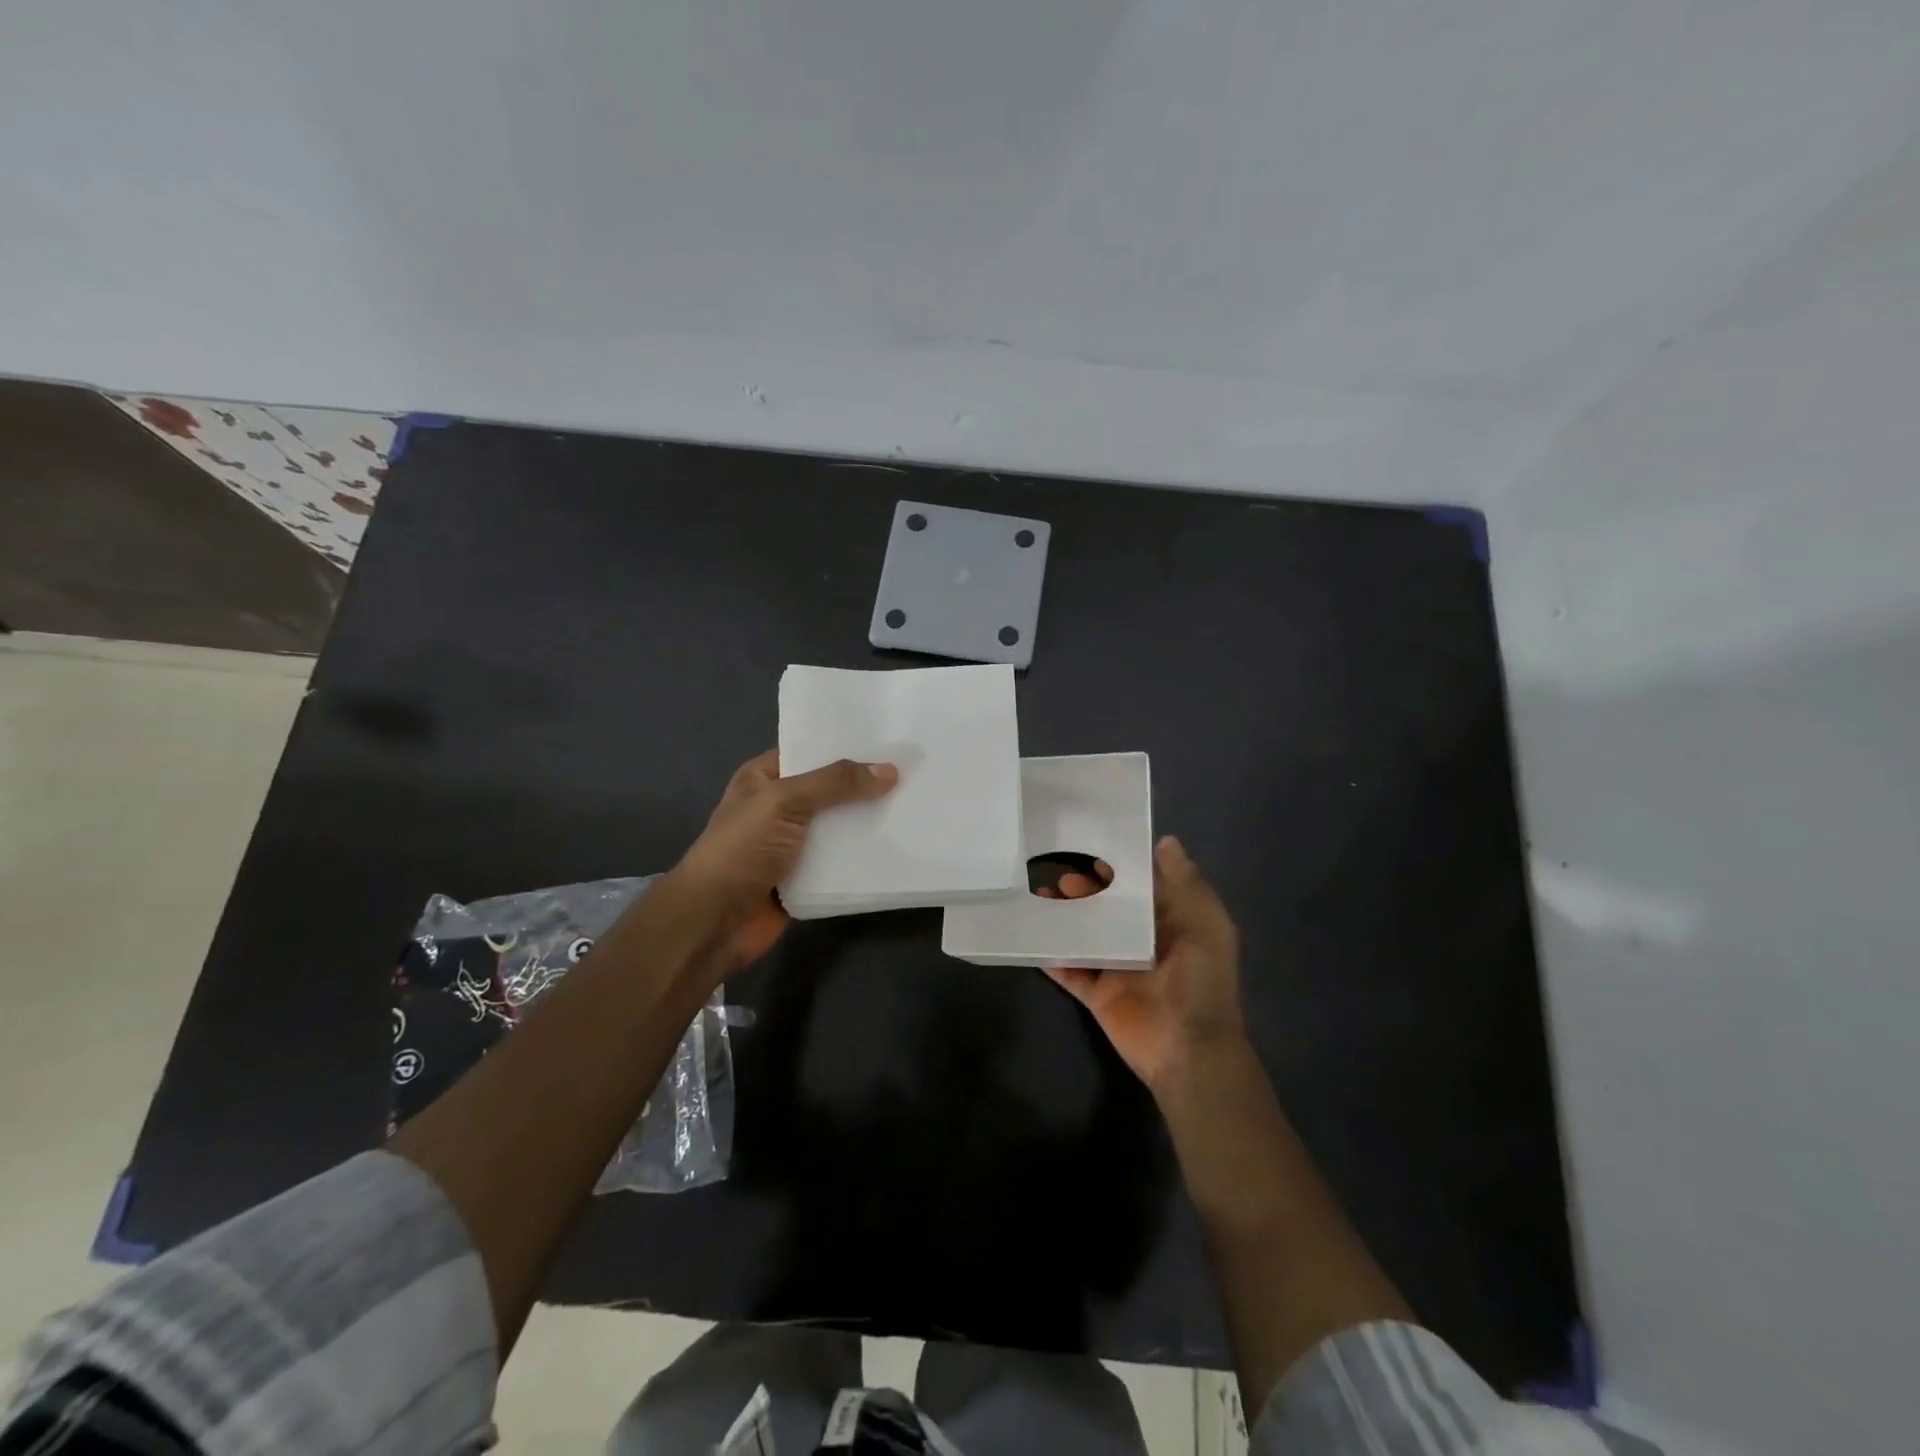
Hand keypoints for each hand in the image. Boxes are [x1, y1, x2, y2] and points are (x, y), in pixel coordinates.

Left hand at [672, 749, 897, 970]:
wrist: (714, 921)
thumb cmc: (741, 849)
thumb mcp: (785, 802)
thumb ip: (835, 783)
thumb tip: (889, 770)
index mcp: (763, 778)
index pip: (809, 752)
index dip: (845, 747)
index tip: (889, 741)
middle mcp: (778, 808)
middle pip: (829, 791)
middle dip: (864, 786)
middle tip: (912, 774)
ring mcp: (791, 845)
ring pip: (838, 828)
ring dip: (867, 823)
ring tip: (914, 807)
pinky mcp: (804, 879)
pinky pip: (839, 863)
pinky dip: (861, 858)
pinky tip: (897, 847)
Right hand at [1042, 836, 1245, 1095]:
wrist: (1189, 1049)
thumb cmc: (1202, 981)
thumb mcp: (1206, 925)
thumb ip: (1186, 884)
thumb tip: (1166, 841)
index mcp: (1170, 921)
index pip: (1141, 884)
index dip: (1119, 862)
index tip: (1089, 836)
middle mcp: (1142, 940)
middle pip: (1108, 907)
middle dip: (1085, 887)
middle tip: (1050, 859)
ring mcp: (1117, 967)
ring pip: (1086, 935)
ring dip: (1065, 917)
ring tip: (1035, 890)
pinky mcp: (1097, 993)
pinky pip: (1069, 971)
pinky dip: (1050, 956)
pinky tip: (1028, 935)